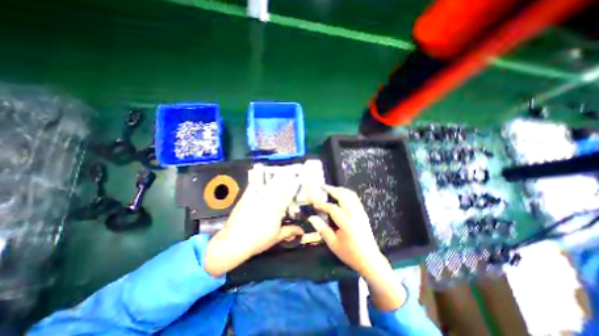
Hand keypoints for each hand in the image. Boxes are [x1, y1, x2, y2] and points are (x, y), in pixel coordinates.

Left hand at [205, 174, 304, 275]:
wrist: (235, 242)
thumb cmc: (258, 241)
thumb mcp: (276, 237)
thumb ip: (289, 231)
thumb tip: (302, 231)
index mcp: (276, 210)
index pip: (287, 196)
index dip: (293, 188)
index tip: (298, 180)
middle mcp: (268, 202)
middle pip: (278, 187)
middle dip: (285, 179)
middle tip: (290, 171)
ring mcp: (256, 199)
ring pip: (267, 186)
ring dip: (274, 178)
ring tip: (279, 172)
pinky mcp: (245, 199)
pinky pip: (252, 187)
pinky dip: (256, 182)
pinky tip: (259, 177)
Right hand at [305, 184, 385, 276]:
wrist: (370, 260)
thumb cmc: (350, 253)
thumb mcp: (333, 244)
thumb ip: (322, 229)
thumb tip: (311, 217)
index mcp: (346, 223)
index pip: (332, 208)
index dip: (321, 203)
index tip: (313, 200)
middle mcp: (355, 214)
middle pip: (343, 196)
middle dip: (332, 190)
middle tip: (323, 187)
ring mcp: (361, 212)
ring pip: (351, 195)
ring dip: (340, 190)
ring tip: (331, 189)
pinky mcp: (364, 214)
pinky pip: (355, 199)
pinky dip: (347, 194)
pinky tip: (342, 195)